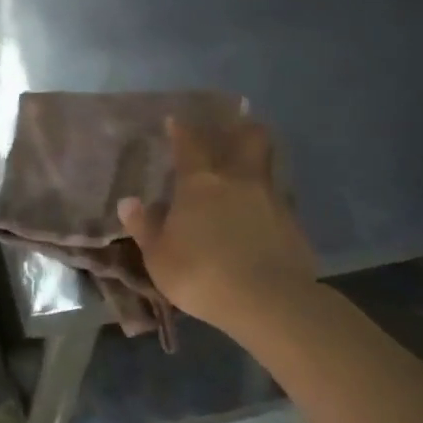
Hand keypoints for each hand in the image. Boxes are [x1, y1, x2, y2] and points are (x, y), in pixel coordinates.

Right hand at [117, 117, 317, 335]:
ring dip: (257, 164)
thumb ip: (144, 227)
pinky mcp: (294, 225)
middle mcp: (239, 180)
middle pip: (249, 138)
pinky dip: (268, 203)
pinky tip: (260, 218)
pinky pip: (279, 201)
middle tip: (233, 129)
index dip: (182, 130)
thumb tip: (128, 202)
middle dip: (241, 129)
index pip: (190, 144)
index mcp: (200, 183)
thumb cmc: (201, 274)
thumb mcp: (159, 256)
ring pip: (268, 167)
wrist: (268, 302)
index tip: (176, 120)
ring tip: (246, 176)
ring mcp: (271, 200)